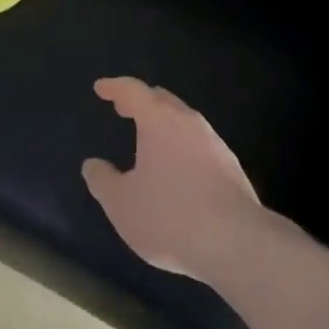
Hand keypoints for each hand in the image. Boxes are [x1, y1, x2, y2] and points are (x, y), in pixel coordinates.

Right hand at [82, 76, 264, 282]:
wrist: (236, 242)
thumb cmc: (169, 216)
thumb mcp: (123, 205)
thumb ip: (103, 182)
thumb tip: (92, 165)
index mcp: (158, 119)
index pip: (132, 90)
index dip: (114, 87)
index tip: (101, 88)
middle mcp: (187, 121)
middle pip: (161, 99)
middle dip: (140, 101)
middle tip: (124, 108)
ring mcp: (213, 141)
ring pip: (184, 120)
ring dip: (164, 123)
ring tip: (151, 140)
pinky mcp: (231, 166)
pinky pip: (200, 144)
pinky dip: (183, 146)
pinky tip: (180, 169)